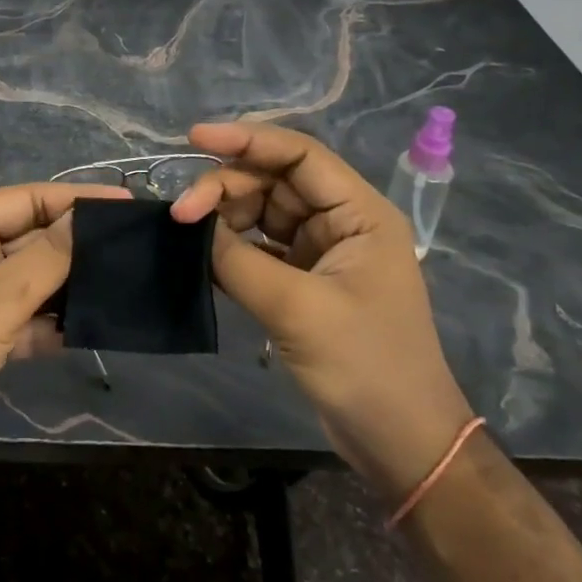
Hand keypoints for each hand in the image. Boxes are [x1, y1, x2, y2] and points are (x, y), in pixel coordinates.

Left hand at [0, 181, 128, 489]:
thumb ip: (49, 256)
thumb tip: (90, 219)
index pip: (30, 198)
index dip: (79, 200)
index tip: (128, 205)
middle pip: (33, 237)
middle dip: (77, 246)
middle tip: (133, 249)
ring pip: (33, 278)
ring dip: (68, 285)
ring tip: (122, 285)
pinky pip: (26, 315)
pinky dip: (52, 321)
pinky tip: (90, 328)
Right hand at [170, 122, 475, 501]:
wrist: (401, 444)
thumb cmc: (365, 366)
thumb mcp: (298, 309)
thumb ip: (239, 260)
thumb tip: (192, 226)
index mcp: (359, 212)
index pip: (299, 154)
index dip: (247, 139)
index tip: (195, 138)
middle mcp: (341, 221)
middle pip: (274, 180)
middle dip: (226, 186)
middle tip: (181, 212)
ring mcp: (321, 251)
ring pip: (262, 211)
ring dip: (224, 216)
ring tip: (188, 233)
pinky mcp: (304, 280)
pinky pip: (259, 246)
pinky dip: (230, 246)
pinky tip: (201, 253)